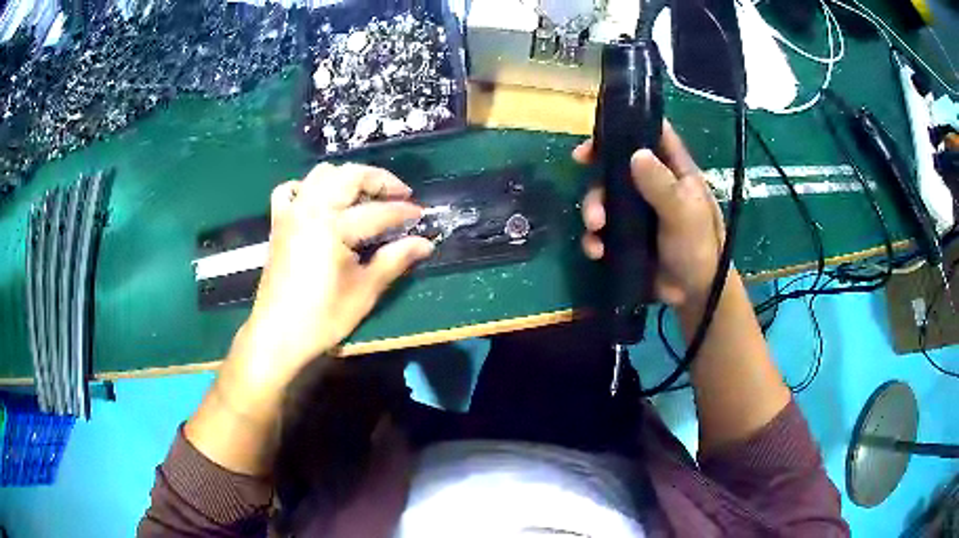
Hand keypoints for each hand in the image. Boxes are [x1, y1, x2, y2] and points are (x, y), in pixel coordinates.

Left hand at [225, 163, 434, 405]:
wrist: (278, 333)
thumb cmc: (323, 317)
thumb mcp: (365, 291)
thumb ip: (395, 260)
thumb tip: (426, 243)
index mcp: (333, 226)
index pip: (377, 211)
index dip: (403, 212)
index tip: (422, 216)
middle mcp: (311, 208)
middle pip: (350, 175)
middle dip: (380, 180)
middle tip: (400, 194)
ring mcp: (292, 212)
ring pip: (322, 174)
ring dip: (348, 178)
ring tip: (366, 196)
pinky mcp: (279, 222)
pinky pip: (291, 190)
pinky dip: (308, 187)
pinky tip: (320, 201)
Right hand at [574, 122, 724, 308]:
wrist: (693, 294)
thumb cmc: (699, 247)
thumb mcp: (684, 214)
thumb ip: (662, 185)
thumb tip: (636, 154)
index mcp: (673, 171)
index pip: (652, 134)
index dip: (627, 125)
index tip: (599, 132)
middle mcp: (652, 185)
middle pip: (617, 165)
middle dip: (599, 173)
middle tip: (583, 171)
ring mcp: (637, 212)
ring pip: (605, 197)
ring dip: (593, 210)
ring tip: (596, 228)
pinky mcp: (624, 237)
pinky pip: (602, 230)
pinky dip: (594, 238)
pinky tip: (596, 251)